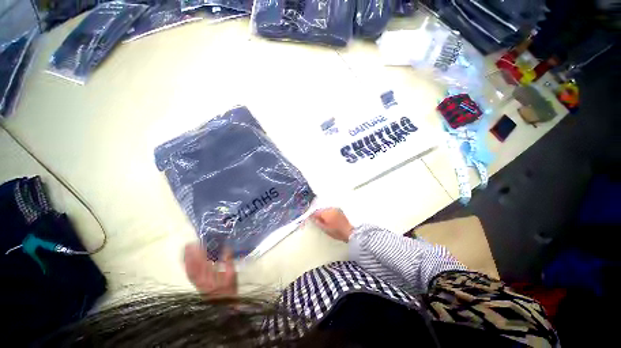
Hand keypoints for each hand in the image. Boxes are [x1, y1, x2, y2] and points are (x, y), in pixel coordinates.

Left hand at [184, 243, 236, 296]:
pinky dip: (186, 266)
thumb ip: (229, 261)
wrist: (224, 305)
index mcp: (211, 278)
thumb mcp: (232, 274)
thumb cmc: (230, 288)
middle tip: (189, 243)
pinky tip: (186, 259)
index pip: (203, 264)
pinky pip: (189, 274)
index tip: (199, 244)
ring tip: (186, 249)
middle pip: (193, 267)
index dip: (200, 254)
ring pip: (189, 270)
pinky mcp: (196, 285)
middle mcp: (201, 282)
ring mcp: (197, 284)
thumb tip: (226, 247)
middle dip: (190, 255)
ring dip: (186, 259)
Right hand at [310, 208, 353, 241]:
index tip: (307, 219)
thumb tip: (313, 219)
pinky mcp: (340, 211)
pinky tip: (328, 220)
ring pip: (326, 210)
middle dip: (317, 214)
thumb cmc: (338, 232)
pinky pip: (330, 211)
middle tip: (313, 220)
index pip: (315, 212)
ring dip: (322, 214)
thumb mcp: (326, 229)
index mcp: (326, 212)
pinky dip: (328, 214)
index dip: (311, 215)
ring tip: (321, 221)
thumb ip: (318, 223)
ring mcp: (336, 209)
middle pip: (320, 210)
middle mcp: (331, 208)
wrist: (352, 232)